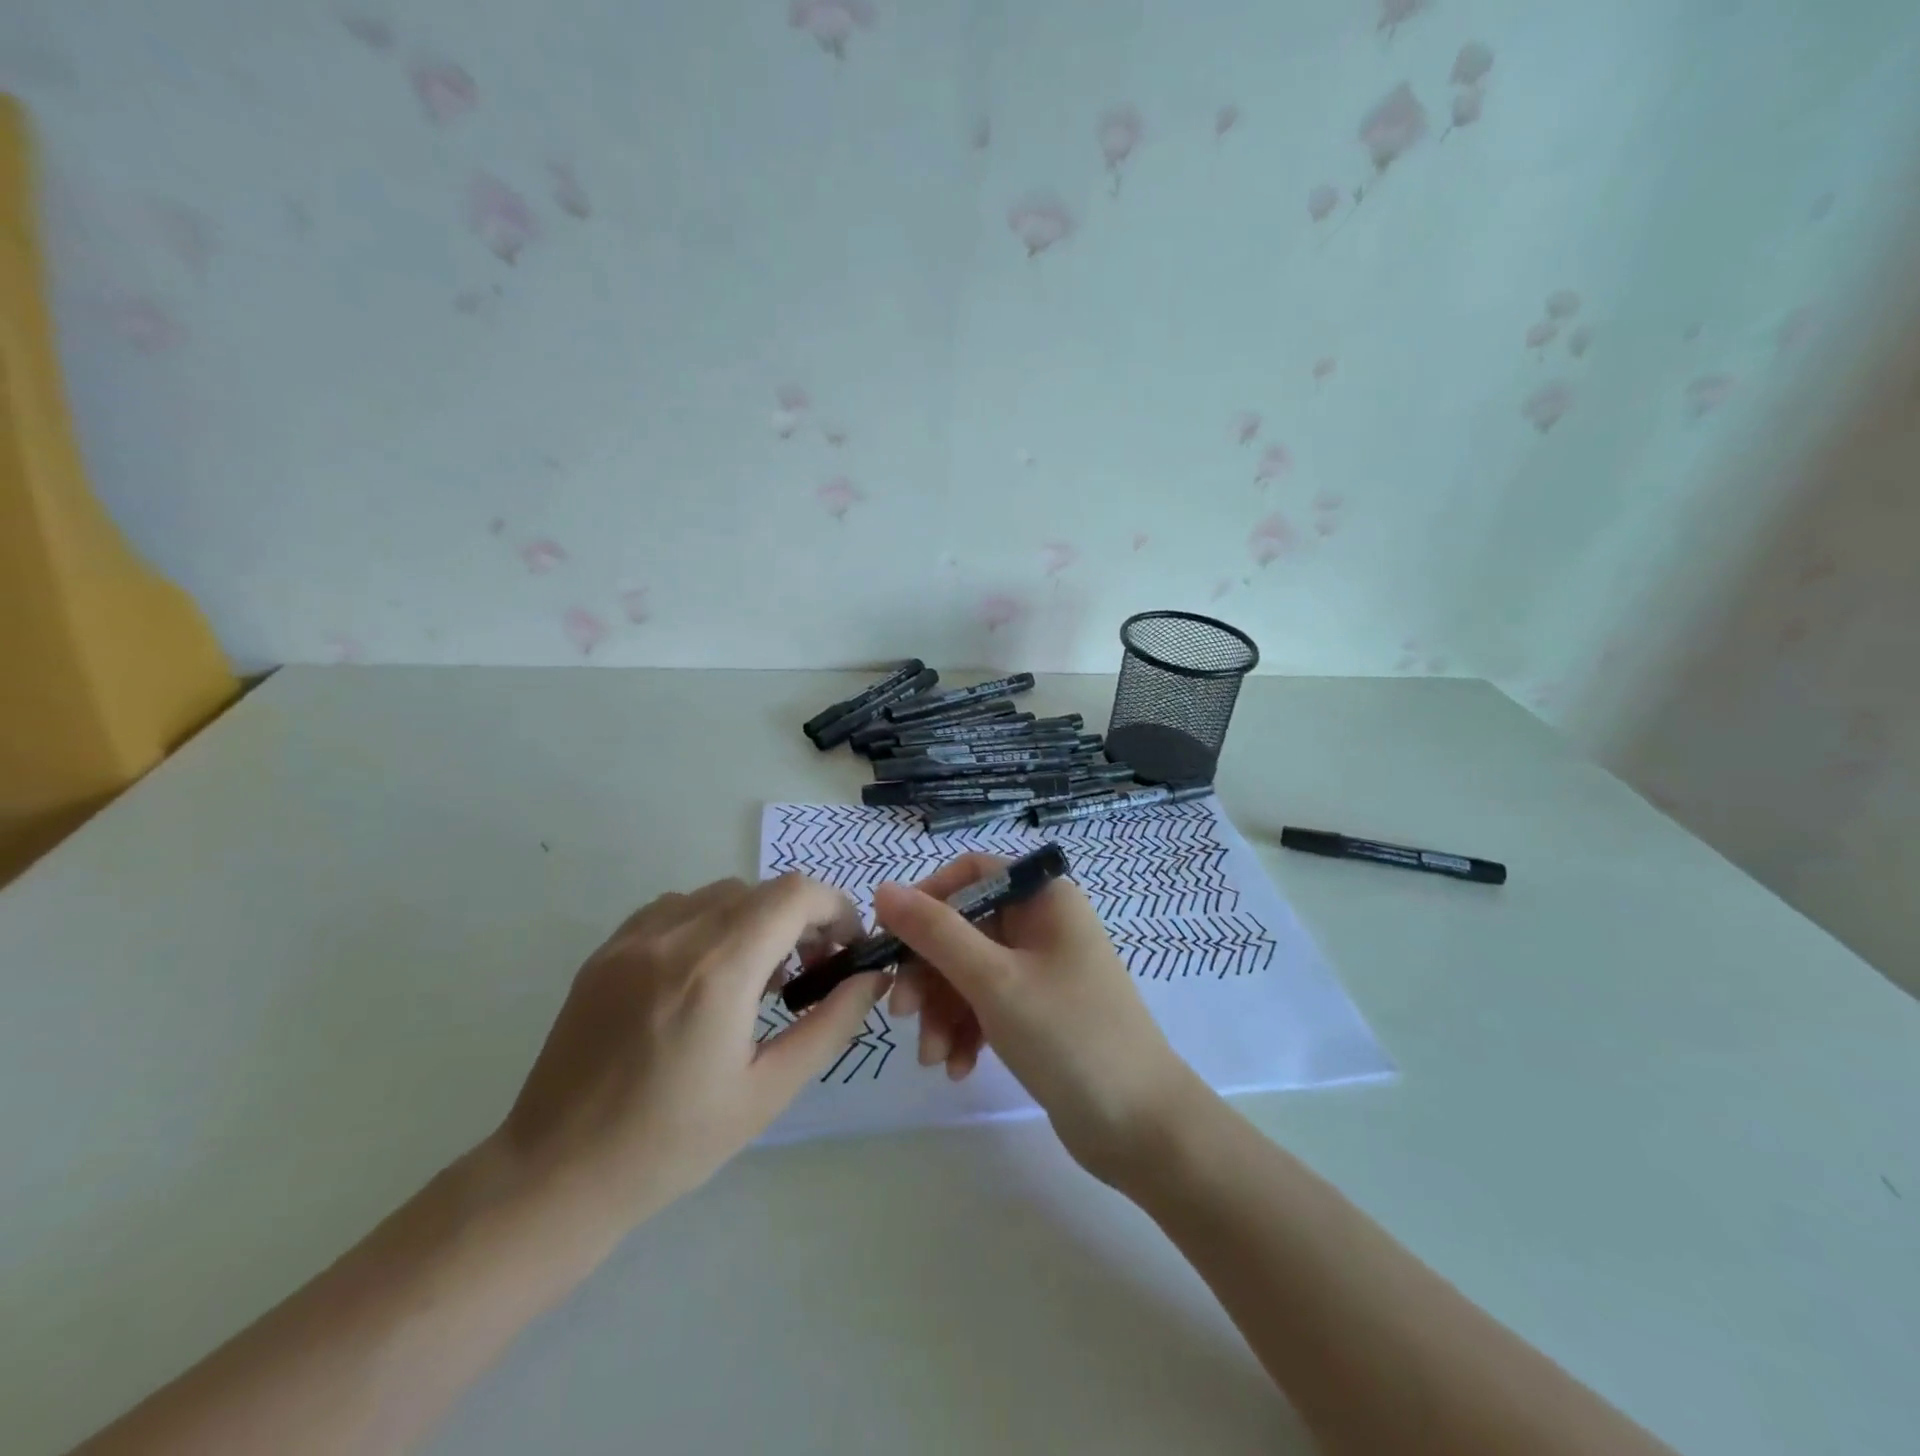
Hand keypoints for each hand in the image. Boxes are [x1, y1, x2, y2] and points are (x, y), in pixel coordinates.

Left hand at [495, 873, 885, 1231]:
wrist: (555, 1176)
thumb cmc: (672, 1144)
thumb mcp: (769, 1091)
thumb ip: (831, 1024)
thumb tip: (873, 977)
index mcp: (718, 973)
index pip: (795, 894)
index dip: (835, 908)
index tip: (847, 947)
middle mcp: (675, 938)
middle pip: (763, 890)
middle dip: (802, 918)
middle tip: (811, 972)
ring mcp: (634, 938)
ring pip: (721, 894)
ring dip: (757, 919)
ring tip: (757, 978)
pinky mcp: (607, 949)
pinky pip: (677, 907)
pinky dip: (711, 923)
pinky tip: (706, 974)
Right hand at [873, 855, 1204, 1185]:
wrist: (1141, 1128)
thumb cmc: (1068, 1036)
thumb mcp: (994, 981)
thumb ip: (935, 932)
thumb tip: (884, 888)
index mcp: (1043, 898)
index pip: (971, 873)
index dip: (927, 899)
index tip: (893, 940)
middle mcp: (1043, 924)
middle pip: (964, 927)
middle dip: (930, 972)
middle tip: (902, 1014)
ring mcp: (1042, 970)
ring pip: (970, 971)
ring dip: (943, 1010)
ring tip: (932, 1057)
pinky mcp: (1039, 1012)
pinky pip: (987, 1005)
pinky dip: (966, 1030)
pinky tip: (957, 1068)